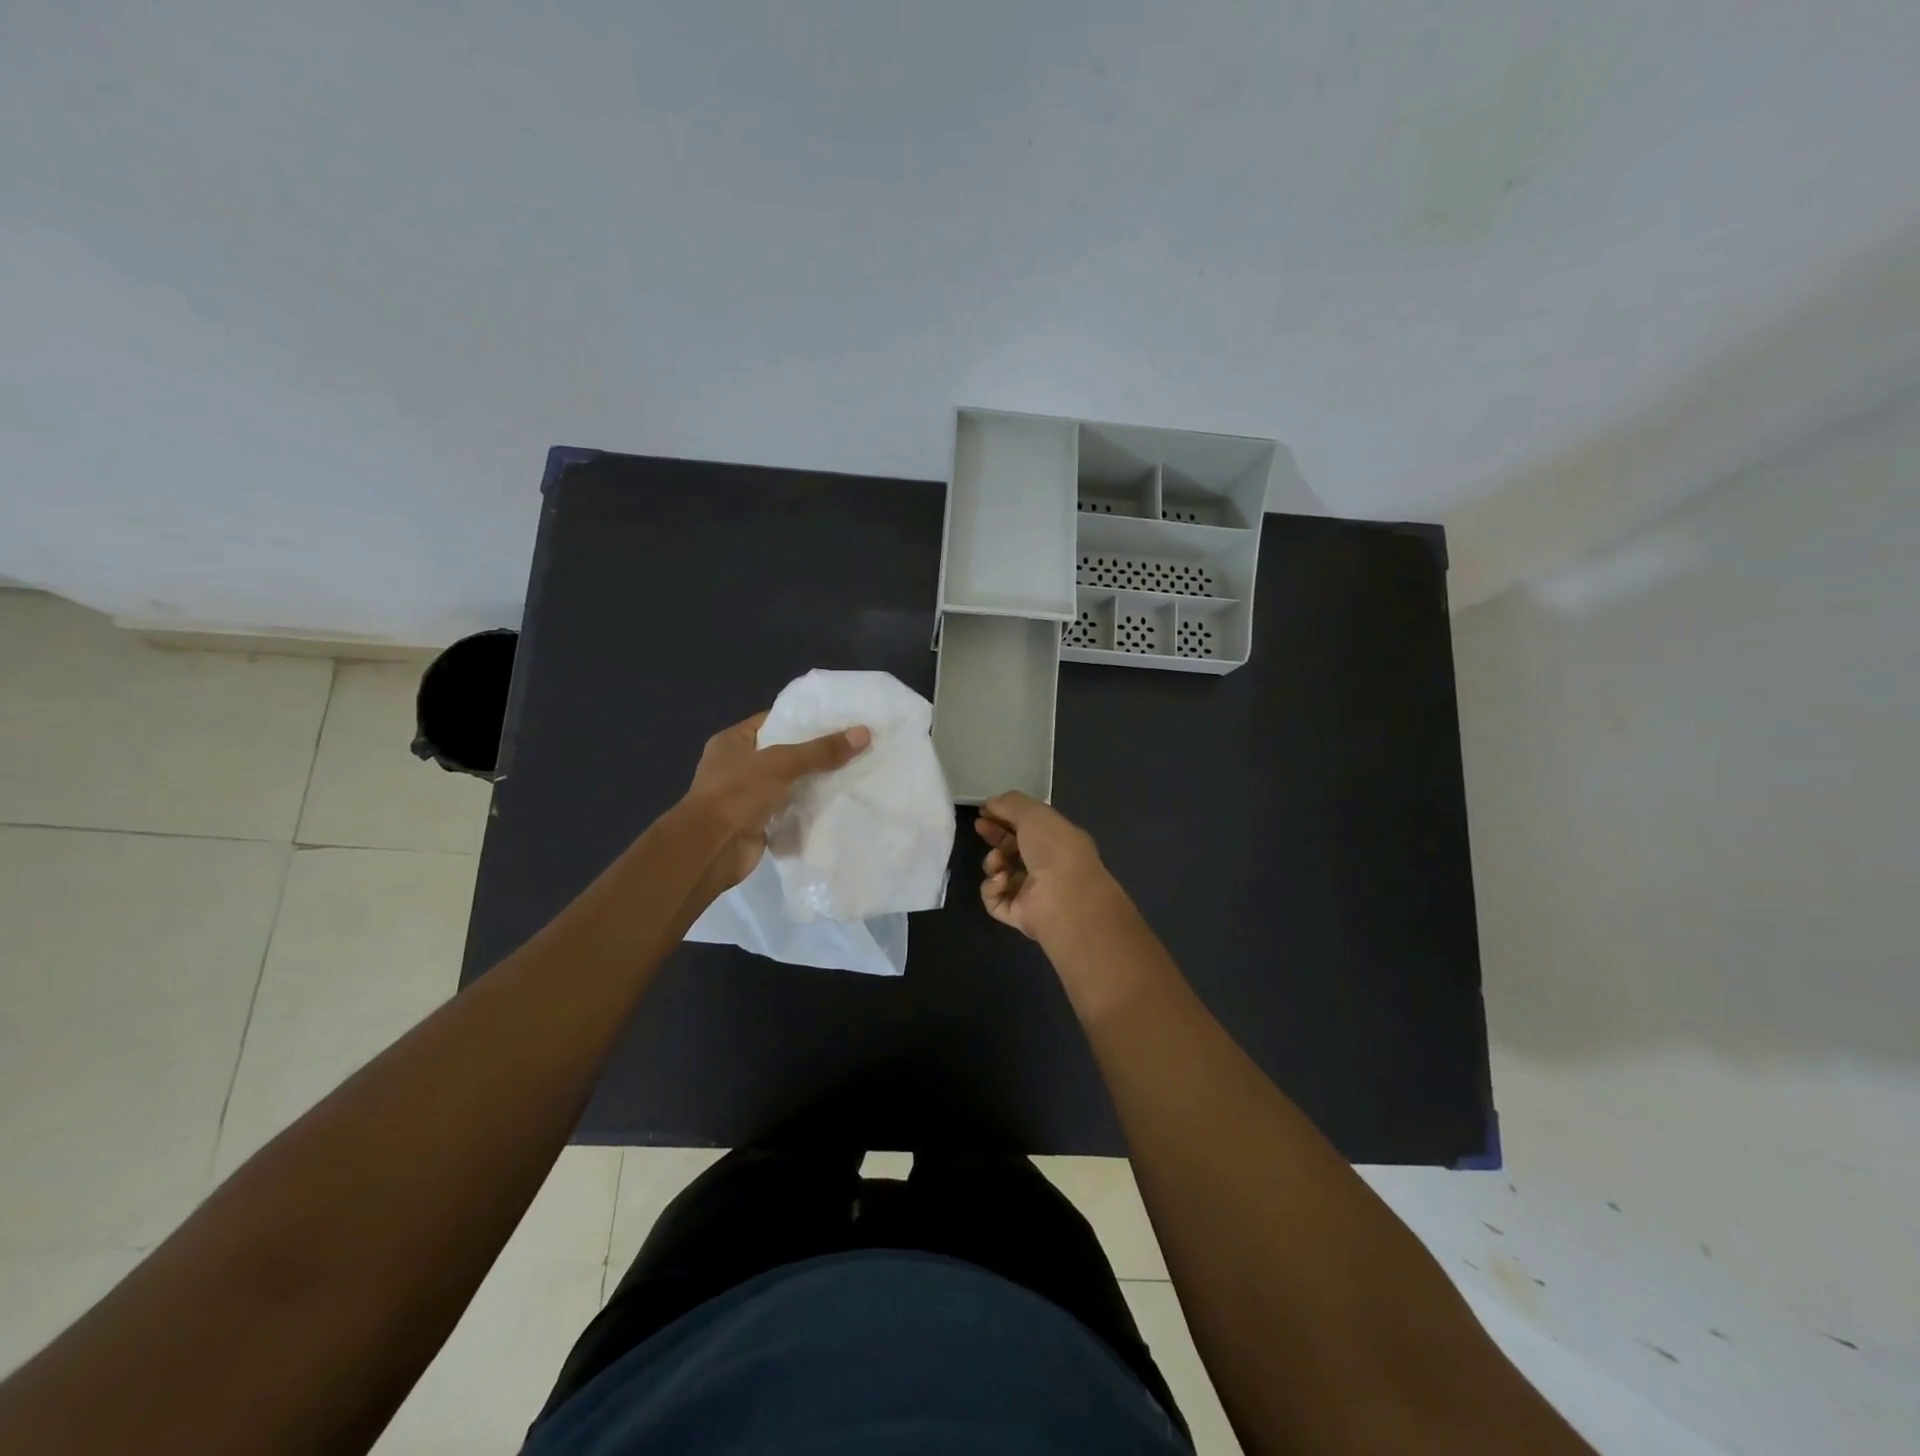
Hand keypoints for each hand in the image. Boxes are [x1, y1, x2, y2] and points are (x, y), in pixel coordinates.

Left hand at [679, 712, 870, 897]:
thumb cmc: (737, 794)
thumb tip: (864, 732)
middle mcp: (738, 765)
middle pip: (784, 752)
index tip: (837, 718)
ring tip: (854, 769)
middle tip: (853, 743)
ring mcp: (748, 795)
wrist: (711, 849)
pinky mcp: (760, 821)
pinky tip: (839, 800)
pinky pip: (790, 808)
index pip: (773, 721)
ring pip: (789, 782)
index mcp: (733, 742)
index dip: (803, 718)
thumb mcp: (781, 763)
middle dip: (815, 751)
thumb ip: (821, 750)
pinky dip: (809, 806)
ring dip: (814, 780)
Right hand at [974, 792, 1121, 942]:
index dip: (1005, 816)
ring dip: (993, 862)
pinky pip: (995, 899)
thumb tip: (989, 804)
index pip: (1028, 826)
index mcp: (1057, 840)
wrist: (1065, 897)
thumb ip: (1009, 804)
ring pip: (1000, 873)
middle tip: (979, 826)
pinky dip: (993, 888)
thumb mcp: (1034, 814)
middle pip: (1012, 848)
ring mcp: (1032, 892)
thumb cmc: (1054, 849)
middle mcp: (1046, 866)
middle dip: (995, 836)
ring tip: (998, 861)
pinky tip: (1001, 881)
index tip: (984, 810)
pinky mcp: (1018, 914)